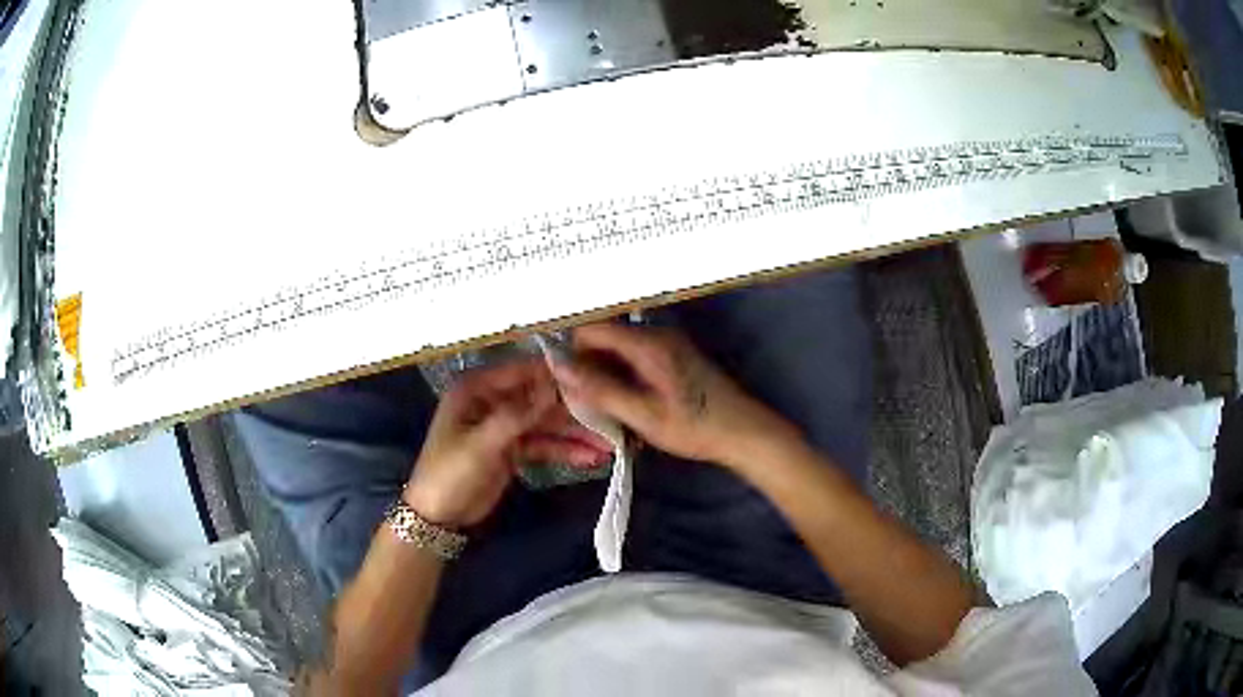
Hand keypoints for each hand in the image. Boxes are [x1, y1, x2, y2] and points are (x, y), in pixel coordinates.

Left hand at [404, 359, 609, 527]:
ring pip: (546, 424)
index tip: (594, 380)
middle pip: (540, 399)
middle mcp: (493, 401)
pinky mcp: (513, 449)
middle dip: (573, 411)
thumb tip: (555, 385)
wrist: (438, 516)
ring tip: (610, 445)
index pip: (524, 372)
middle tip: (611, 418)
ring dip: (575, 434)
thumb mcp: (482, 443)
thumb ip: (519, 414)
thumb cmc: (450, 472)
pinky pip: (544, 445)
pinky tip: (591, 459)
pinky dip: (565, 451)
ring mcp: (504, 426)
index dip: (557, 376)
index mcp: (477, 389)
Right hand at [550, 323, 790, 466]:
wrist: (744, 431)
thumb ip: (600, 390)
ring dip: (603, 372)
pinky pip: (633, 356)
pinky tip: (621, 401)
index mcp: (647, 343)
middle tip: (577, 397)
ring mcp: (667, 343)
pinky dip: (620, 375)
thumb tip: (559, 369)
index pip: (591, 328)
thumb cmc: (695, 426)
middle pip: (604, 337)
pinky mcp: (673, 355)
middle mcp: (656, 334)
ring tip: (597, 403)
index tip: (558, 379)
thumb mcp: (643, 414)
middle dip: (586, 363)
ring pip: (618, 348)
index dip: (570, 350)